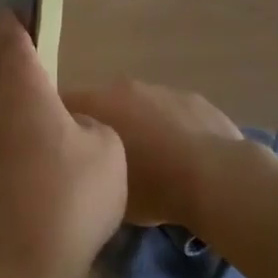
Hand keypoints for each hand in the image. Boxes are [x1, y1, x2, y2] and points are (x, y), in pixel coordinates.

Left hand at [0, 12, 126, 277]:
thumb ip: (90, 123)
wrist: (29, 263)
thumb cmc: (74, 196)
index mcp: (24, 90)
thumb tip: (71, 125)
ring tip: (7, 64)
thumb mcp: (106, 148)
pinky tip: (15, 118)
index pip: (11, 42)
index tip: (7, 5)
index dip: (10, 21)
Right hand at [58, 78, 245, 229]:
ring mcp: (162, 89)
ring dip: (136, 125)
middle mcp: (124, 87)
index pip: (63, 105)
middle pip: (101, 103)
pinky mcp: (193, 98)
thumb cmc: (153, 186)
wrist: (218, 179)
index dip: (60, 128)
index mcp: (98, 103)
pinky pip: (170, 112)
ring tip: (148, 160)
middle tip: (105, 159)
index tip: (62, 151)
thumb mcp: (108, 190)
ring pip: (137, 106)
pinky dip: (168, 128)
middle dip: (100, 125)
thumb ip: (89, 169)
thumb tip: (86, 167)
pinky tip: (179, 156)